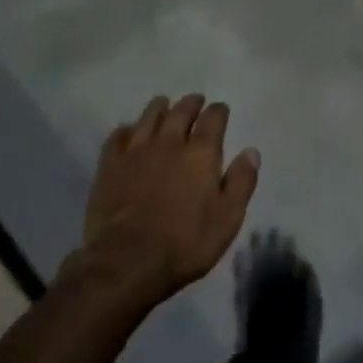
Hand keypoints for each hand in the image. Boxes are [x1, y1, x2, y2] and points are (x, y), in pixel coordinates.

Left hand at [79, 94, 259, 307]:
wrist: (127, 262)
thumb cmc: (185, 244)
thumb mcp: (227, 219)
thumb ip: (241, 182)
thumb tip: (251, 151)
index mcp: (201, 153)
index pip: (214, 118)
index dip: (219, 111)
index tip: (221, 110)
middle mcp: (170, 142)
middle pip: (181, 111)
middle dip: (191, 103)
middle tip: (195, 101)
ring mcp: (137, 151)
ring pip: (150, 116)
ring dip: (160, 108)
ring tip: (164, 106)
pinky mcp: (110, 165)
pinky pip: (118, 135)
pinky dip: (127, 129)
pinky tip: (129, 132)